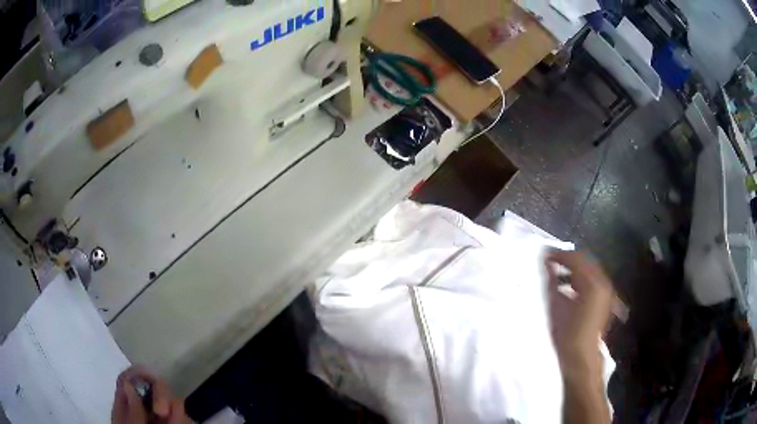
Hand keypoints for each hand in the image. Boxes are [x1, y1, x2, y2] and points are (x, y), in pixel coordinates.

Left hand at [112, 366, 191, 423]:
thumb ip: (130, 411)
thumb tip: (130, 384)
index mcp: (127, 406)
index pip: (129, 379)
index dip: (137, 373)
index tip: (146, 375)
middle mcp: (146, 408)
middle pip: (154, 384)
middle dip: (161, 393)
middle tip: (162, 412)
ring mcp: (164, 418)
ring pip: (173, 401)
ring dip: (176, 413)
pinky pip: (185, 416)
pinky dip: (183, 420)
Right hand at [545, 250, 612, 376]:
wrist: (581, 357)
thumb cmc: (566, 333)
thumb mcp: (556, 306)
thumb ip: (552, 281)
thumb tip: (546, 262)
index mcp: (592, 283)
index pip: (576, 259)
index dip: (559, 255)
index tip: (544, 255)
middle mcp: (602, 283)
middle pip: (585, 262)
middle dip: (568, 261)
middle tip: (550, 263)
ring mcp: (606, 291)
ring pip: (589, 272)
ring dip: (574, 271)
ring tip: (557, 277)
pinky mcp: (605, 300)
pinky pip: (592, 282)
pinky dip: (580, 280)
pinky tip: (568, 289)